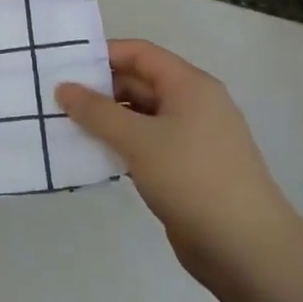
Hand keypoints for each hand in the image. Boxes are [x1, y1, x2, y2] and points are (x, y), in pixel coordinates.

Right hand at [56, 39, 302, 284]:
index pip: (140, 53)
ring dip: (107, 121)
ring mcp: (193, 138)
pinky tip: (94, 157)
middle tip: (56, 100)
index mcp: (190, 85)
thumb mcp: (138, 140)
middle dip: (99, 90)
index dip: (103, 55)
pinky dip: (122, 146)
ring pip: (142, 116)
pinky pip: (148, 144)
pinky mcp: (188, 169)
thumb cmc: (192, 178)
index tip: (64, 66)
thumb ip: (97, 112)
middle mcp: (194, 104)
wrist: (246, 248)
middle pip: (140, 82)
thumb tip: (63, 87)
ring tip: (66, 127)